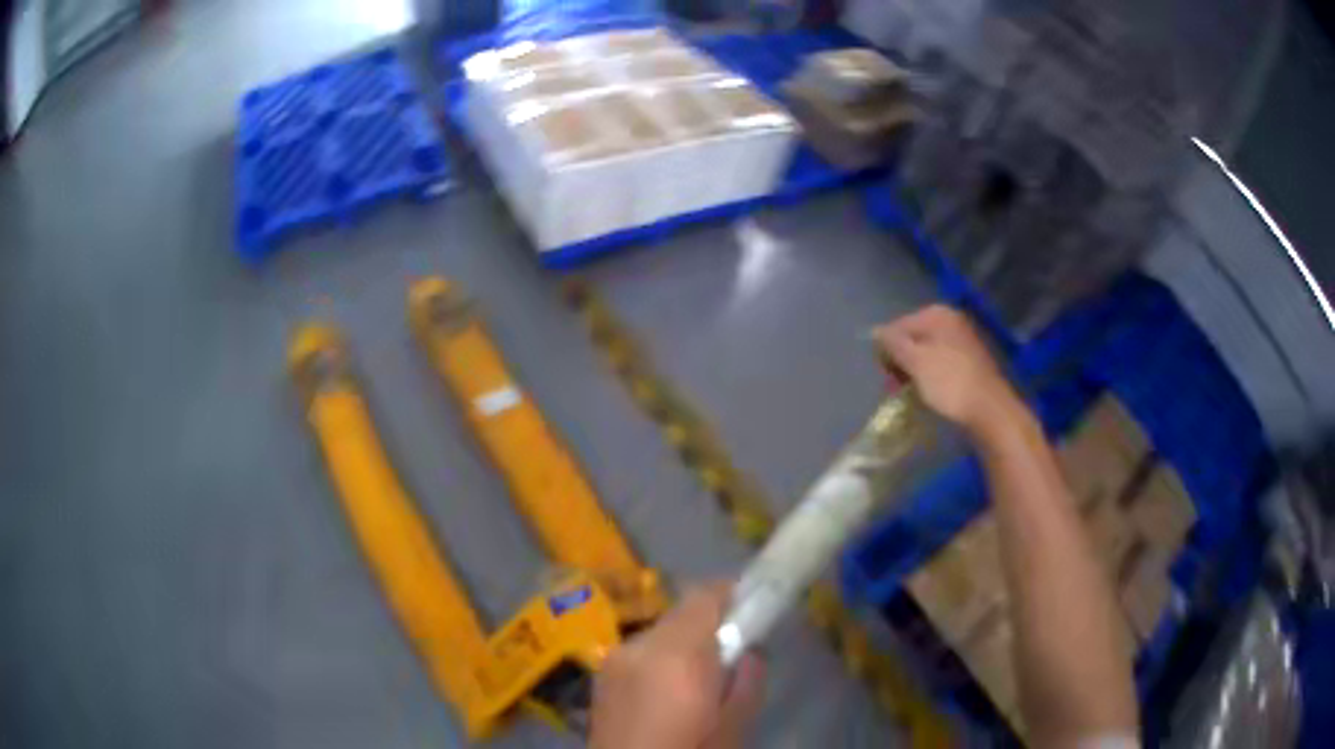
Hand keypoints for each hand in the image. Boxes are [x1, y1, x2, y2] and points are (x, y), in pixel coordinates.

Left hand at [589, 584, 765, 748]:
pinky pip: (640, 650)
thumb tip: (749, 650)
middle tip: (730, 652)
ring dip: (682, 641)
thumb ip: (748, 679)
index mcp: (678, 657)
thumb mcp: (734, 726)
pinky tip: (665, 692)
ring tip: (696, 679)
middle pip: (681, 612)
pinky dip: (659, 657)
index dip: (731, 596)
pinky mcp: (601, 673)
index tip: (751, 609)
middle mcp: (641, 646)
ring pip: (660, 631)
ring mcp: (615, 658)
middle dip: (708, 624)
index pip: (705, 597)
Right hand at [875, 304, 1024, 437]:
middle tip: (896, 387)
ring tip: (911, 393)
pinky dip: (931, 376)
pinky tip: (930, 393)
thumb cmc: (949, 382)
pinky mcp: (969, 362)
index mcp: (937, 314)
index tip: (886, 376)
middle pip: (913, 338)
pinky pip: (941, 364)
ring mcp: (962, 341)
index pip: (898, 326)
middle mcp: (951, 321)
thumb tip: (875, 331)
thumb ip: (893, 343)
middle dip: (901, 361)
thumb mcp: (915, 361)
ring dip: (914, 372)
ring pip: (926, 353)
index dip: (887, 350)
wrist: (989, 409)